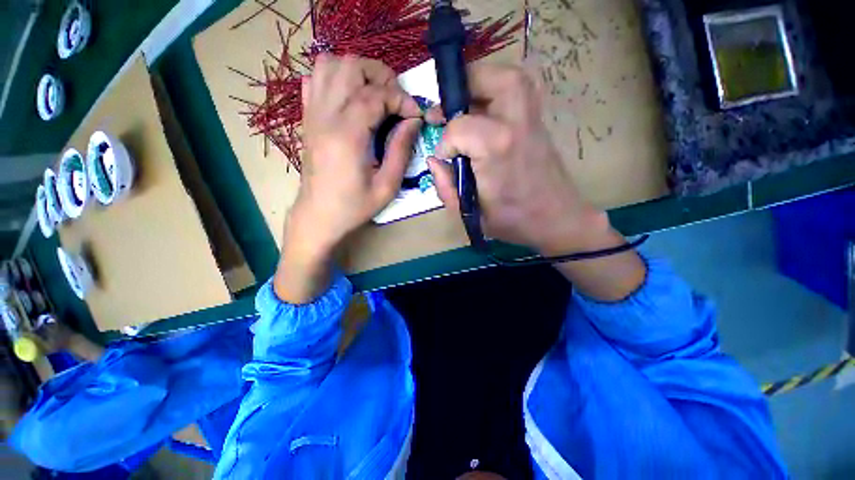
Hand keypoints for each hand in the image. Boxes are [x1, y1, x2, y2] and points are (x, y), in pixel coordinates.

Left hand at [276, 55, 422, 302]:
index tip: (415, 115)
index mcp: (347, 136)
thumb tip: (414, 121)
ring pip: (330, 65)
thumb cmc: (354, 207)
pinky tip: (350, 98)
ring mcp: (312, 115)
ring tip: (376, 94)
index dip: (401, 99)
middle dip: (381, 76)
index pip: (376, 95)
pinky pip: (315, 80)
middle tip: (397, 100)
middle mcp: (326, 117)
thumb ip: (401, 150)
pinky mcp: (307, 119)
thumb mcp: (387, 186)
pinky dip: (335, 78)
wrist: (318, 216)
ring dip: (358, 72)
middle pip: (351, 67)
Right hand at [427, 64, 608, 256]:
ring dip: (483, 82)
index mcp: (497, 149)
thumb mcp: (469, 214)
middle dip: (463, 87)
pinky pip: (521, 91)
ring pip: (510, 77)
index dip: (445, 143)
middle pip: (491, 80)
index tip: (445, 160)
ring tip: (465, 102)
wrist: (556, 220)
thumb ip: (445, 187)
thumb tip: (434, 160)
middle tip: (446, 109)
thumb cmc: (512, 221)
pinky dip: (499, 91)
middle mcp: (516, 125)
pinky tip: (486, 110)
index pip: (459, 128)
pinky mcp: (539, 123)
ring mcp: (533, 120)